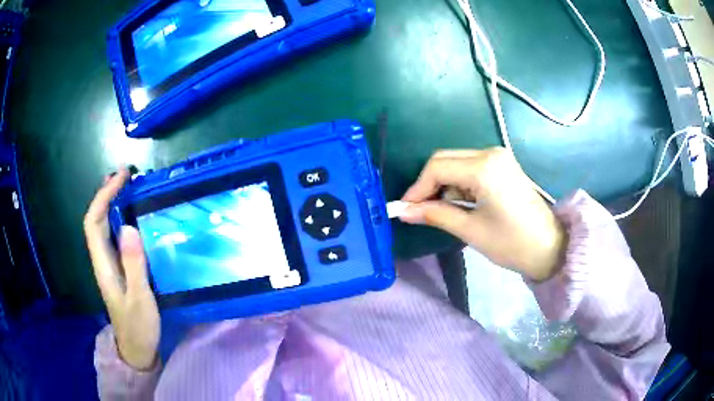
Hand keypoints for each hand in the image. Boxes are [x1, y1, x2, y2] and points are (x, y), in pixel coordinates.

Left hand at [84, 168, 159, 369]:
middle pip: (95, 220)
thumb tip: (129, 227)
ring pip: (103, 227)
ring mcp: (110, 264)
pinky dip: (120, 219)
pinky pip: (114, 237)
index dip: (103, 196)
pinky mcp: (119, 269)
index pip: (93, 222)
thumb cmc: (138, 326)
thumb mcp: (140, 299)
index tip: (121, 179)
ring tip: (127, 188)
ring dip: (111, 203)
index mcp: (103, 264)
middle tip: (125, 176)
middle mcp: (103, 259)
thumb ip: (134, 266)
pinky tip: (131, 216)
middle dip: (106, 193)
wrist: (137, 349)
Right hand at [400, 148, 566, 281]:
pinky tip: (456, 204)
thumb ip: (435, 215)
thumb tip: (403, 211)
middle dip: (428, 185)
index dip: (417, 189)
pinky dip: (458, 184)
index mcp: (484, 167)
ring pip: (456, 163)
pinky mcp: (502, 165)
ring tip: (436, 211)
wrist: (550, 247)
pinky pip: (470, 168)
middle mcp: (490, 153)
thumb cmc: (512, 243)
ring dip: (443, 185)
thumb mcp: (471, 230)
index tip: (404, 209)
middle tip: (417, 210)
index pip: (437, 167)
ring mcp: (498, 157)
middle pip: (445, 160)